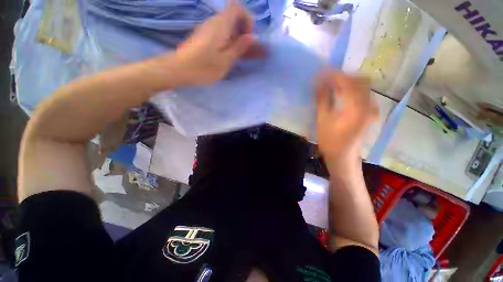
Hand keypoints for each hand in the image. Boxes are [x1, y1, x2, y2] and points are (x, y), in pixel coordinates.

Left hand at [171, 2, 264, 85]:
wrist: (180, 69)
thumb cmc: (204, 67)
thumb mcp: (226, 60)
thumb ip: (239, 47)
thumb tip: (252, 37)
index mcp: (221, 24)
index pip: (238, 7)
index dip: (247, 20)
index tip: (249, 37)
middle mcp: (214, 22)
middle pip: (233, 18)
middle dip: (244, 32)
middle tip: (247, 50)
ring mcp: (208, 29)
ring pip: (227, 28)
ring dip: (237, 39)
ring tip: (241, 55)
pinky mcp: (204, 37)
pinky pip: (221, 34)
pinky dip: (229, 42)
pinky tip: (229, 55)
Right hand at [316, 71, 377, 170]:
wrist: (343, 157)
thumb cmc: (330, 142)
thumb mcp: (322, 120)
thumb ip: (322, 100)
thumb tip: (318, 83)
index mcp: (356, 109)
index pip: (347, 83)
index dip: (334, 75)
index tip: (322, 72)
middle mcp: (368, 106)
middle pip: (360, 80)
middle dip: (343, 76)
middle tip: (327, 78)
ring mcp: (372, 109)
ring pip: (363, 86)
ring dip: (348, 82)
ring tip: (332, 84)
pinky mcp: (370, 112)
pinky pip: (364, 93)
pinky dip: (353, 89)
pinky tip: (342, 93)